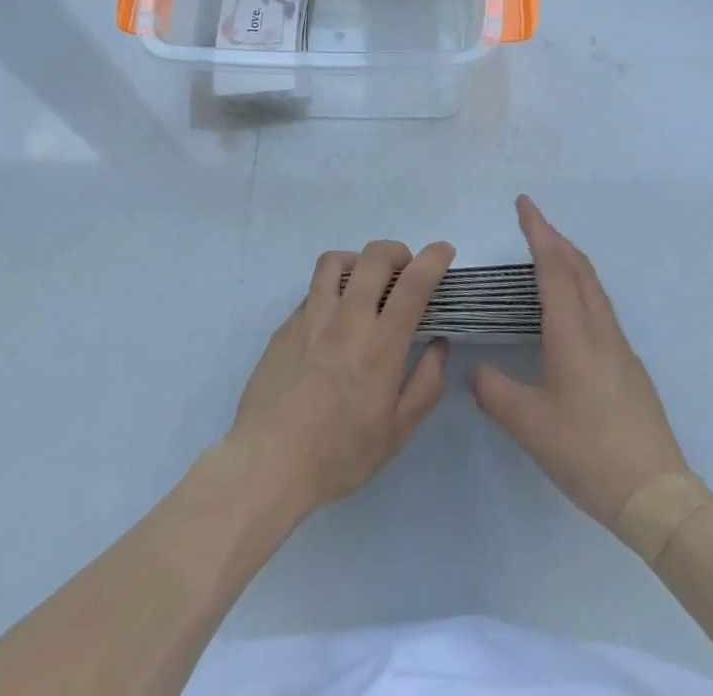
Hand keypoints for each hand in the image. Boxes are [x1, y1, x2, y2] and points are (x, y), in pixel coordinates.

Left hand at [227, 239, 454, 515]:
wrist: (268, 462)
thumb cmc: (339, 454)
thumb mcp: (396, 433)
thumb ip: (425, 385)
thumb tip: (439, 345)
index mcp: (380, 345)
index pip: (413, 283)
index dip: (433, 258)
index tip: (444, 250)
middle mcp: (347, 319)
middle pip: (374, 257)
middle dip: (398, 251)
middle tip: (406, 269)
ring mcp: (312, 316)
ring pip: (336, 261)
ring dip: (359, 261)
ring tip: (366, 282)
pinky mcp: (287, 324)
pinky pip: (313, 290)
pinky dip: (332, 289)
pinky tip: (334, 319)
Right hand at [474, 196, 690, 528]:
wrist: (656, 494)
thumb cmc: (587, 451)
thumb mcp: (528, 425)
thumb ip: (494, 391)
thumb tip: (476, 370)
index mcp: (572, 332)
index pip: (553, 267)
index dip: (537, 231)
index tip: (524, 203)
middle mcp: (599, 329)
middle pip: (578, 267)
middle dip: (554, 238)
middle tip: (531, 221)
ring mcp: (619, 347)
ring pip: (593, 286)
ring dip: (570, 260)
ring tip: (547, 255)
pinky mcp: (629, 367)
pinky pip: (600, 307)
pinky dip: (580, 286)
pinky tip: (569, 310)